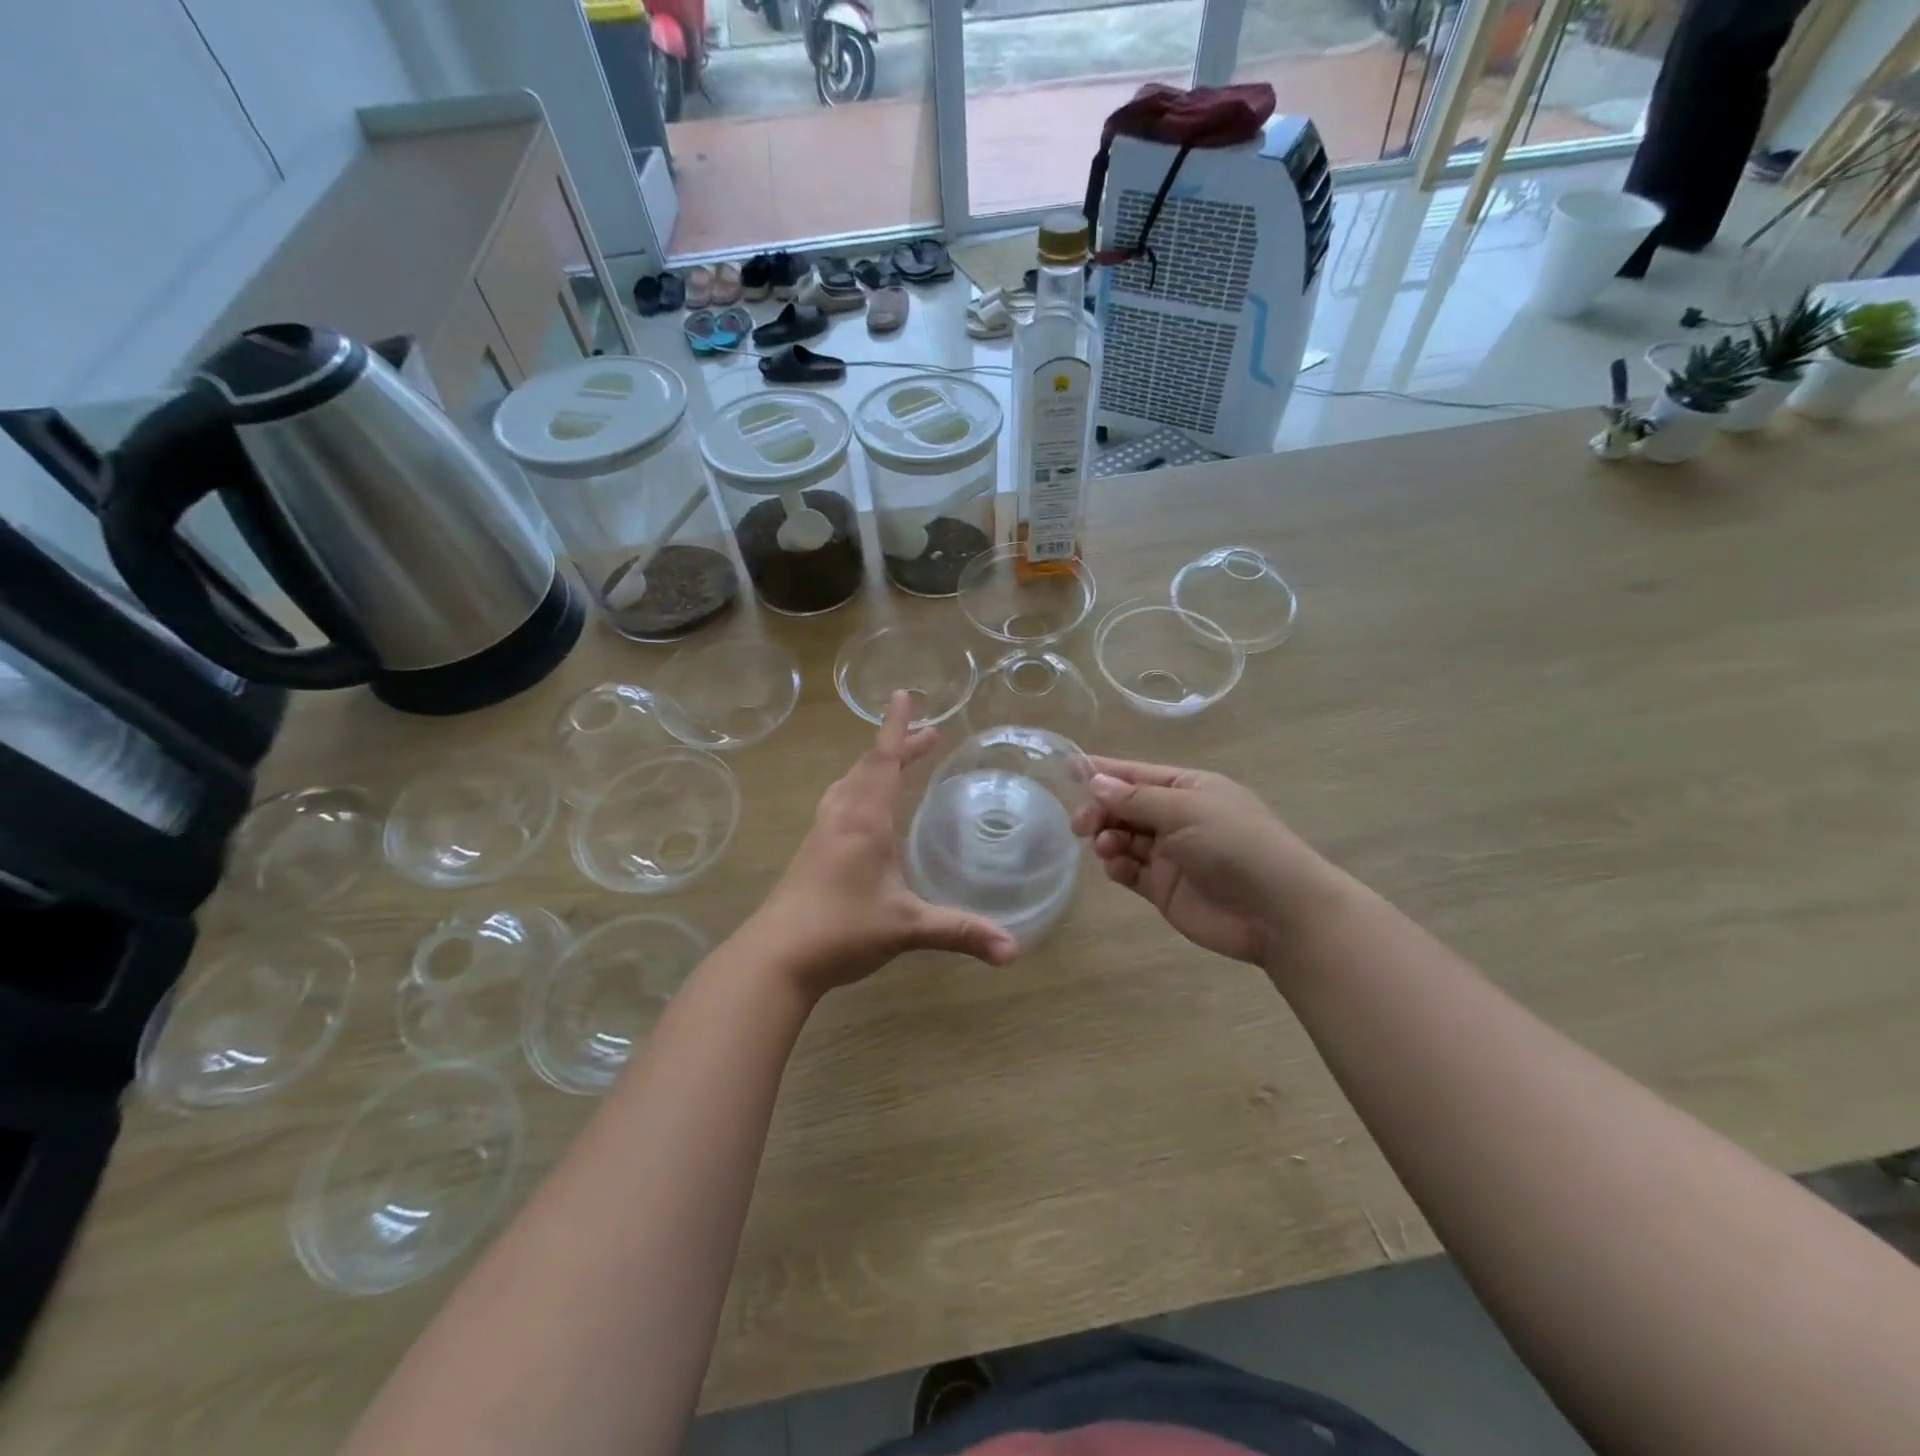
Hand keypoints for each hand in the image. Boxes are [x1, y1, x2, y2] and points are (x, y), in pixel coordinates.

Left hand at [749, 692, 1019, 999]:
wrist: (775, 957)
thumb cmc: (841, 931)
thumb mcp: (906, 927)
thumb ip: (960, 931)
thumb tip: (1014, 950)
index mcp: (864, 821)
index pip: (883, 761)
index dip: (896, 728)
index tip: (904, 694)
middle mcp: (841, 818)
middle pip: (868, 767)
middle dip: (898, 746)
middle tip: (930, 735)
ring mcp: (821, 834)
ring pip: (849, 784)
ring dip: (875, 766)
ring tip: (897, 763)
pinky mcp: (811, 853)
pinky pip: (839, 803)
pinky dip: (859, 789)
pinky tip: (864, 810)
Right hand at [1070, 757, 1333, 966]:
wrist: (1276, 911)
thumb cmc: (1234, 844)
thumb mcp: (1185, 810)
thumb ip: (1135, 799)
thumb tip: (1095, 782)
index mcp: (1188, 788)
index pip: (1136, 774)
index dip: (1104, 771)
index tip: (1068, 769)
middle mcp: (1176, 817)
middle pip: (1124, 807)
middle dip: (1100, 810)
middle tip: (1081, 824)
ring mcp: (1170, 854)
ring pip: (1123, 838)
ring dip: (1107, 838)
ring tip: (1106, 847)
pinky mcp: (1163, 888)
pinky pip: (1130, 870)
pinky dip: (1117, 866)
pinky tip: (1117, 868)